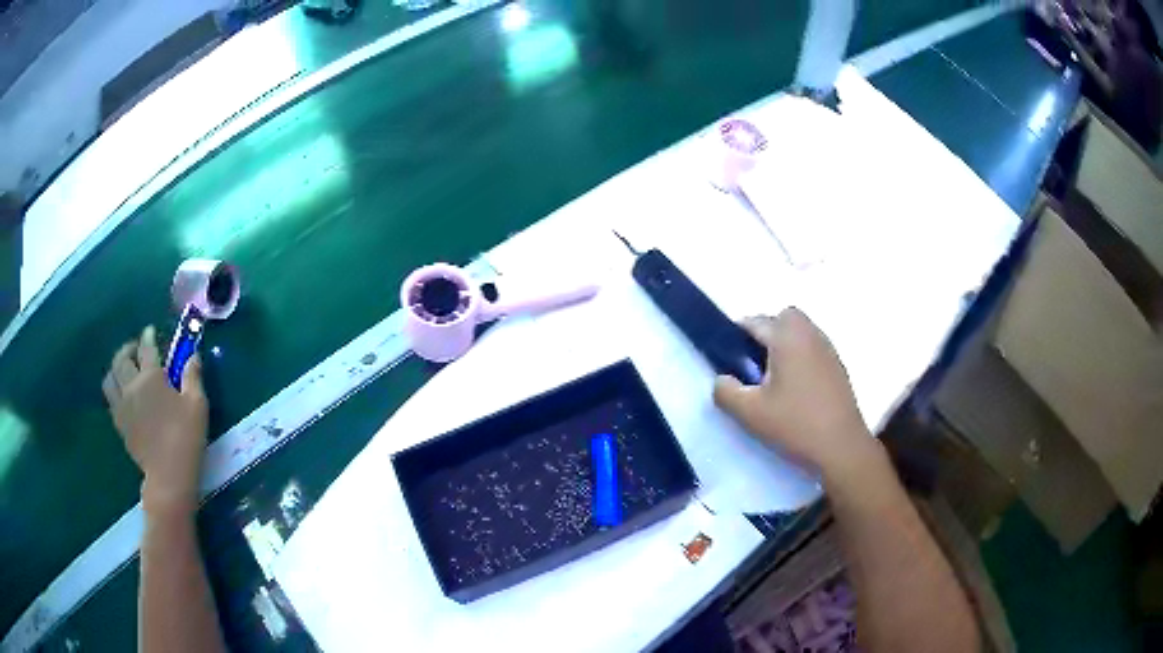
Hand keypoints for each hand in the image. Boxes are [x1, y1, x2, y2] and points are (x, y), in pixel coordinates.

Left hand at [103, 326, 207, 517]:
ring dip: (116, 369)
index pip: (147, 348)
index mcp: (150, 377)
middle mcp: (131, 386)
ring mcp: (122, 406)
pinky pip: (111, 399)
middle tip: (136, 349)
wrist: (169, 475)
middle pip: (122, 359)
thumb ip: (193, 376)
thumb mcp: (197, 405)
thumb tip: (192, 355)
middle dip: (128, 348)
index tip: (151, 331)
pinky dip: (115, 390)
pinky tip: (124, 395)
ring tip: (124, 370)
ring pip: (110, 378)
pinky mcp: (120, 424)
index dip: (149, 336)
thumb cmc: (185, 437)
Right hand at [713, 308, 876, 477]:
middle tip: (754, 365)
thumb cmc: (795, 425)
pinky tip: (796, 391)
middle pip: (784, 318)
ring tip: (774, 380)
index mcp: (787, 338)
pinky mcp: (838, 368)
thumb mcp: (749, 413)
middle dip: (766, 333)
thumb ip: (725, 391)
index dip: (736, 335)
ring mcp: (828, 350)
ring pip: (801, 332)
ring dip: (785, 345)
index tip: (728, 359)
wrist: (841, 448)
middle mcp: (810, 335)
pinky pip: (813, 349)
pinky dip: (801, 358)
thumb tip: (722, 379)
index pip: (755, 321)